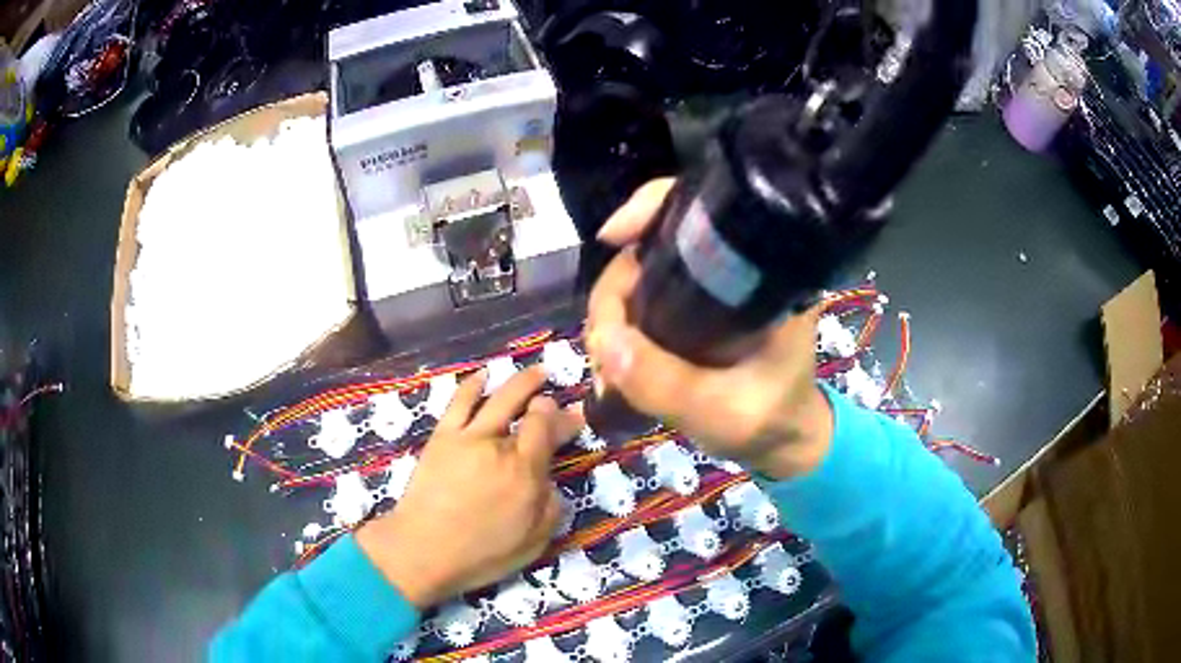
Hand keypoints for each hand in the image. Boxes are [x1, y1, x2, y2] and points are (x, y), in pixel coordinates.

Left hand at [356, 367, 580, 606]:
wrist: (424, 550)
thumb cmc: (482, 553)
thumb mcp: (534, 542)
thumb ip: (551, 508)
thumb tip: (551, 483)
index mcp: (525, 472)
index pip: (548, 429)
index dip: (562, 419)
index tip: (573, 417)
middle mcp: (500, 446)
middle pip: (529, 411)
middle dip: (546, 400)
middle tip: (553, 395)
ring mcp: (468, 437)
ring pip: (498, 398)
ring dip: (520, 382)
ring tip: (535, 372)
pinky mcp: (442, 437)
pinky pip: (459, 402)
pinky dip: (472, 385)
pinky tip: (483, 376)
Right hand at [587, 179, 833, 479]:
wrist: (782, 440)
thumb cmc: (769, 421)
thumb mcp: (722, 411)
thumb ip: (666, 383)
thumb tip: (606, 341)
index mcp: (764, 276)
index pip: (706, 211)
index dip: (651, 209)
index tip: (610, 238)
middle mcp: (738, 269)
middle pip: (654, 245)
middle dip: (614, 291)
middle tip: (601, 348)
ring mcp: (712, 289)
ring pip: (640, 275)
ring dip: (610, 315)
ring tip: (604, 366)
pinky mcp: (695, 310)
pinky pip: (641, 300)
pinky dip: (618, 326)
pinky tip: (611, 360)